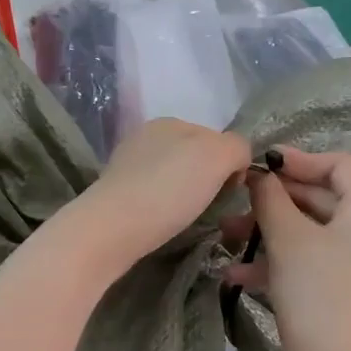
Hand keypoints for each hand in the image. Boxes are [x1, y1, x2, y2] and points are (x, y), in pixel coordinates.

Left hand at [67, 119, 251, 275]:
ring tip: (186, 219)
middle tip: (211, 208)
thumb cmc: (169, 189)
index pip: (216, 138)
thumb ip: (237, 148)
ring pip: (172, 178)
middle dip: (207, 180)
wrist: (113, 228)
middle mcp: (146, 137)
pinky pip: (153, 197)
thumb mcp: (217, 156)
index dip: (230, 165)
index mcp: (170, 122)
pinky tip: (163, 224)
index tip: (231, 192)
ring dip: (185, 196)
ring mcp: (127, 165)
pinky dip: (163, 209)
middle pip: (193, 158)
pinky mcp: (115, 194)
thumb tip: (237, 161)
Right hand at [223, 147, 350, 350]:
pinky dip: (290, 258)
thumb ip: (271, 197)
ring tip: (230, 240)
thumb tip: (260, 174)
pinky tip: (243, 274)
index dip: (297, 160)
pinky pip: (326, 255)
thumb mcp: (287, 239)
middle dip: (277, 203)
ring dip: (274, 232)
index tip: (260, 164)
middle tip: (236, 206)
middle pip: (327, 198)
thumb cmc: (316, 295)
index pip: (339, 165)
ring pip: (320, 230)